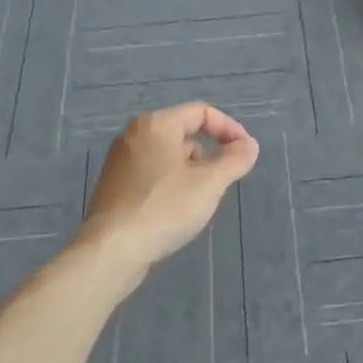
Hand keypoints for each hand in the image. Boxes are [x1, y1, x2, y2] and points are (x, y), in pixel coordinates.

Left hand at [80, 104, 260, 273]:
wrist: (112, 250)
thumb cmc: (164, 208)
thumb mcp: (210, 183)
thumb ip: (235, 160)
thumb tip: (249, 145)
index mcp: (156, 125)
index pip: (202, 112)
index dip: (229, 129)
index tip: (245, 154)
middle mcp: (134, 136)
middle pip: (184, 134)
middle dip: (210, 155)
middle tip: (221, 183)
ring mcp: (120, 162)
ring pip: (169, 158)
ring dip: (192, 173)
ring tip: (199, 202)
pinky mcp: (114, 188)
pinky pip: (153, 176)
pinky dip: (171, 186)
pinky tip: (175, 214)